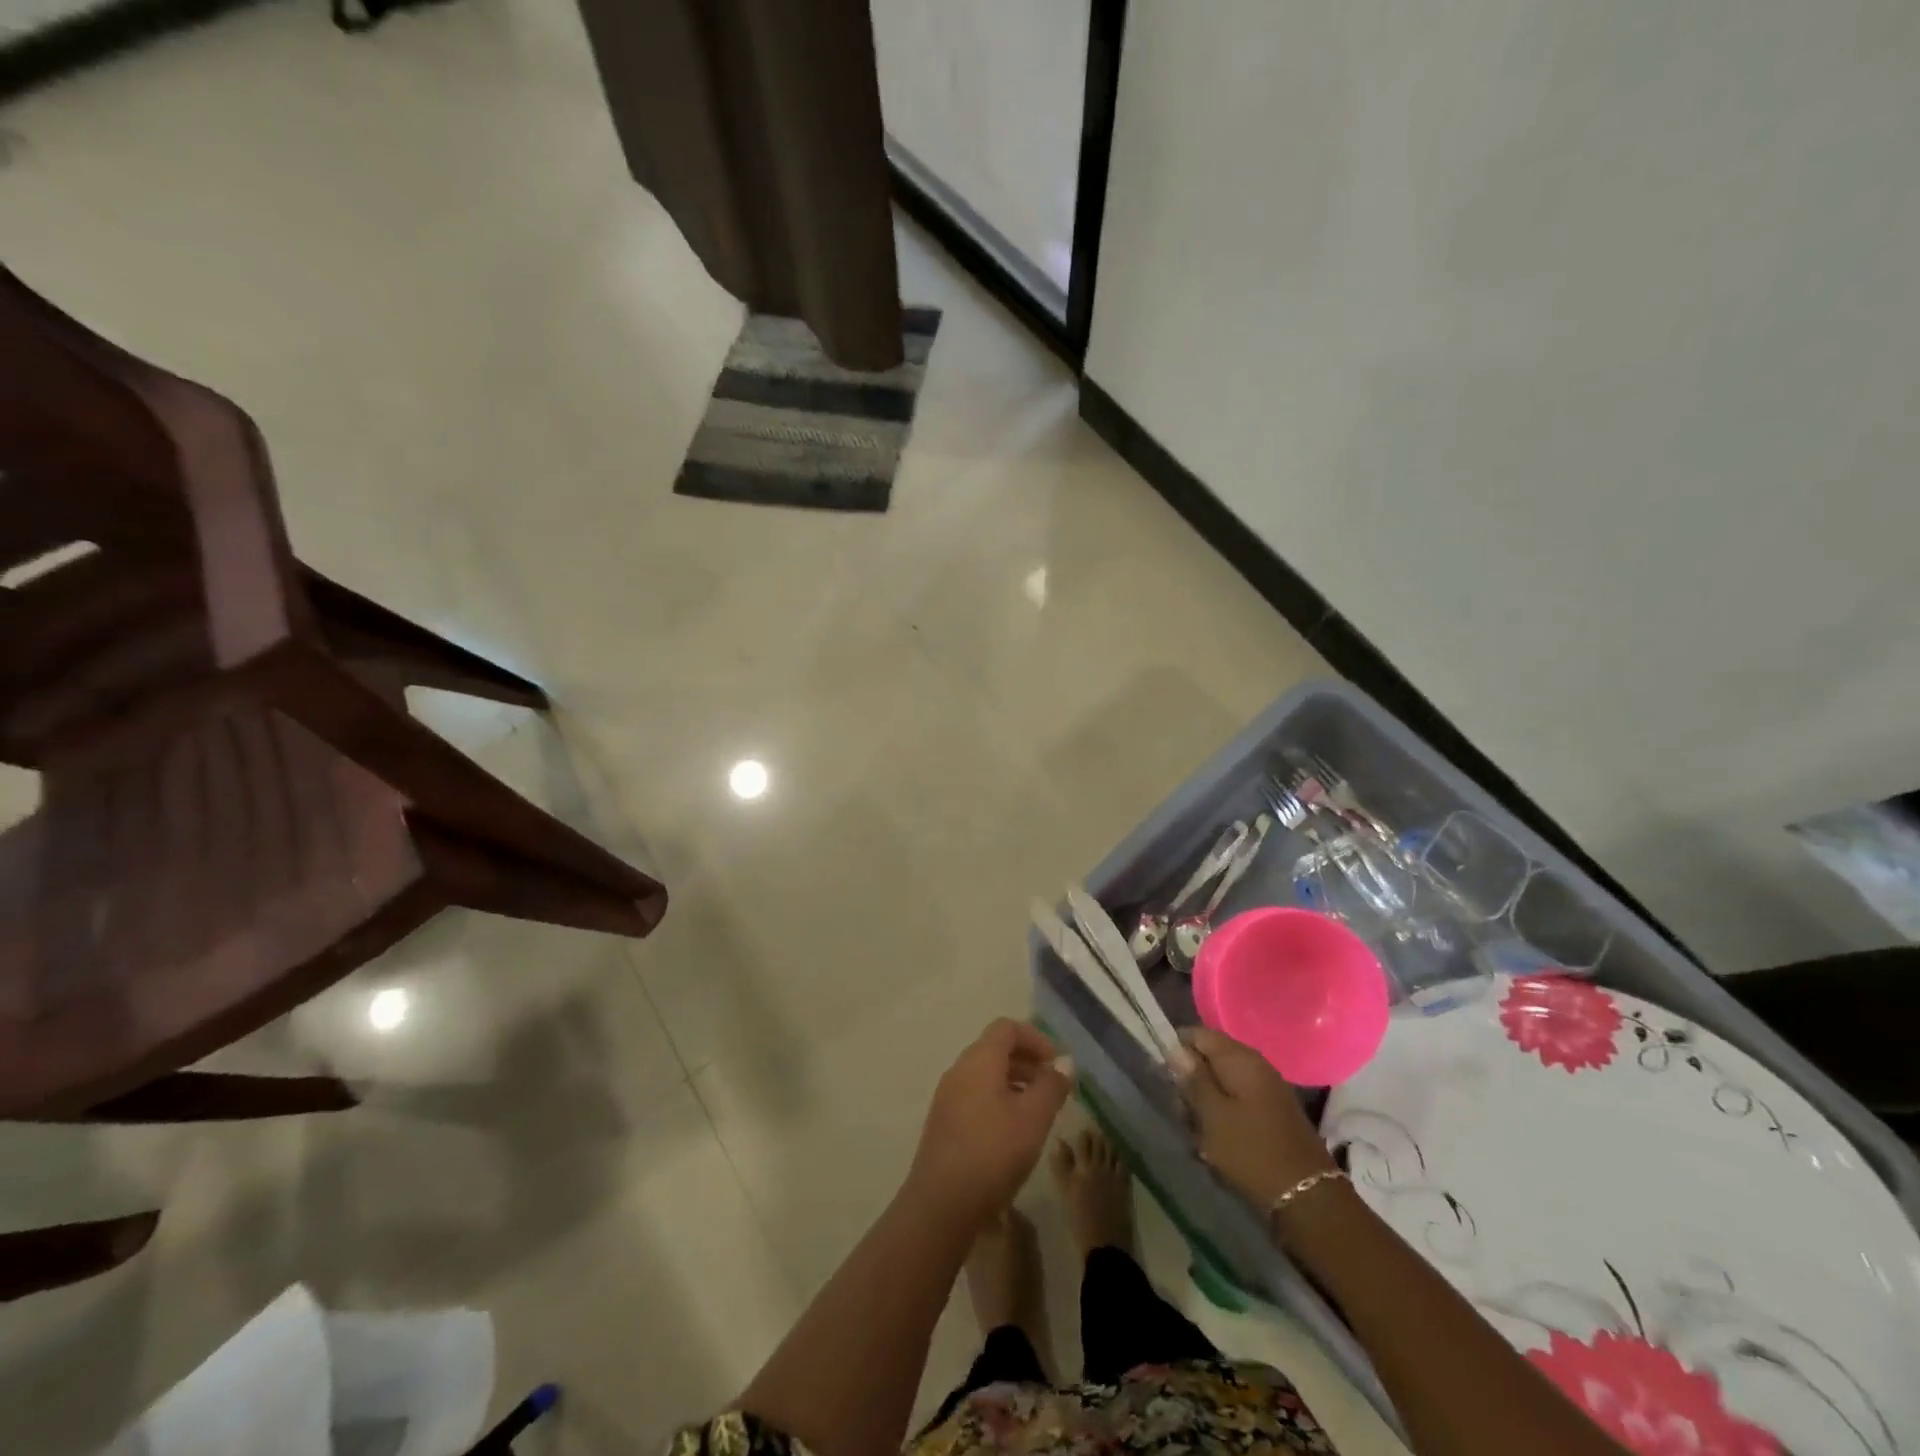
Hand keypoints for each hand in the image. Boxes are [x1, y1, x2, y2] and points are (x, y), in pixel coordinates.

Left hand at [907, 1020, 1071, 1226]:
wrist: (941, 1204)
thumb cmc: (993, 1152)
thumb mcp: (1034, 1118)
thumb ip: (1052, 1086)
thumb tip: (1064, 1062)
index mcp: (979, 1059)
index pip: (1007, 1028)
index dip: (1035, 1038)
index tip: (1056, 1064)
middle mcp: (959, 1070)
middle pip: (995, 1049)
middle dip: (1027, 1062)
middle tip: (1052, 1088)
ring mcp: (947, 1096)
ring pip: (985, 1075)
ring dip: (1013, 1083)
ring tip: (1036, 1113)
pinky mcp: (943, 1122)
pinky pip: (974, 1096)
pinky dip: (997, 1100)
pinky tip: (1012, 1134)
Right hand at [1180, 1026, 1337, 1209]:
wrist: (1307, 1197)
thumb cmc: (1251, 1151)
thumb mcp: (1212, 1115)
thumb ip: (1193, 1078)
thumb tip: (1176, 1048)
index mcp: (1240, 1058)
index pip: (1198, 1034)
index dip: (1177, 1049)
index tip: (1164, 1076)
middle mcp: (1255, 1064)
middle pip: (1210, 1058)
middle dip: (1191, 1081)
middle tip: (1181, 1111)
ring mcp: (1266, 1088)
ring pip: (1222, 1082)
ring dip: (1205, 1102)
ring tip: (1197, 1131)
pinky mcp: (1272, 1111)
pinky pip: (1237, 1100)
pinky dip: (1223, 1114)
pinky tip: (1216, 1139)